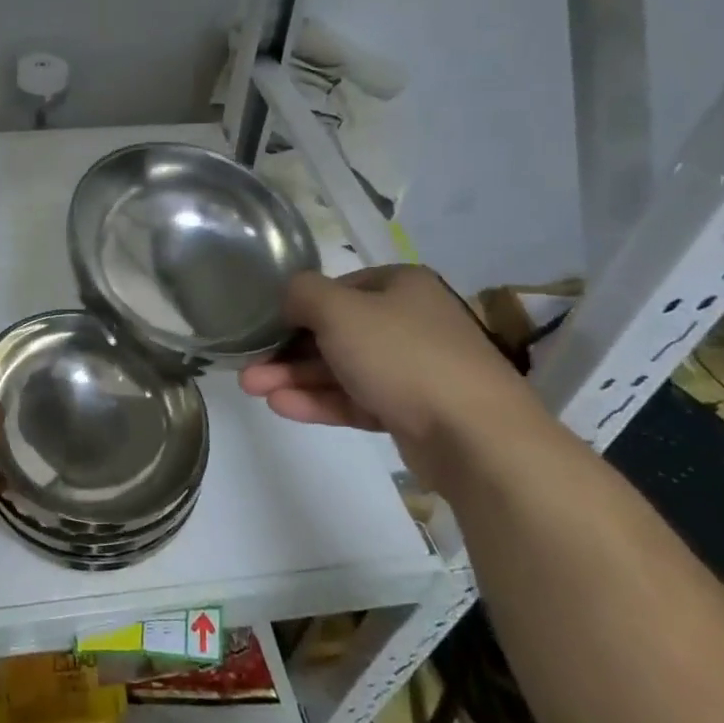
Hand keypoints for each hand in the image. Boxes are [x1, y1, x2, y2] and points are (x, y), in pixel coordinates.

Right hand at [237, 266, 546, 485]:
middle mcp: (409, 322)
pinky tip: (283, 407)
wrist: (476, 436)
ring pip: (343, 368)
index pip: (338, 288)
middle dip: (287, 350)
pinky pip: (358, 399)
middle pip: (336, 332)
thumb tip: (290, 297)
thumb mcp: (339, 310)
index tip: (264, 328)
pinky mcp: (412, 412)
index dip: (297, 307)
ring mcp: (413, 370)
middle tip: (247, 368)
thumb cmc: (403, 355)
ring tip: (253, 389)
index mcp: (400, 286)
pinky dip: (321, 401)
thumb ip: (303, 293)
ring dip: (296, 378)